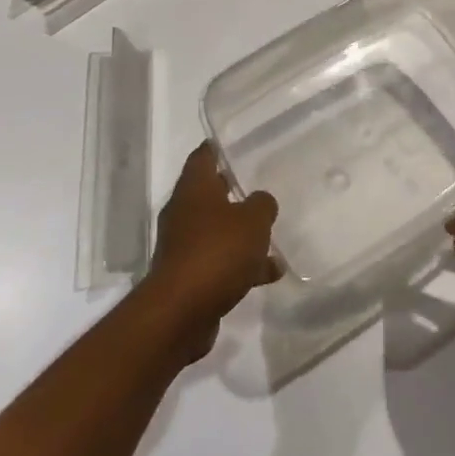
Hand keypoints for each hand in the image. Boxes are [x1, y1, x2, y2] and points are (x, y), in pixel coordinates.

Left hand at [141, 142, 280, 361]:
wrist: (181, 312)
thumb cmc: (217, 251)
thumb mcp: (253, 220)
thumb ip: (262, 205)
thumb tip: (260, 202)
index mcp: (194, 189)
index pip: (202, 157)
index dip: (216, 148)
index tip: (232, 143)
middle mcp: (183, 213)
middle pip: (209, 194)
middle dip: (232, 191)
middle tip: (258, 184)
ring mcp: (184, 247)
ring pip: (217, 231)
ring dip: (241, 234)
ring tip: (273, 237)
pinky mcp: (189, 277)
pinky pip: (220, 262)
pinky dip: (242, 265)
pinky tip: (270, 273)